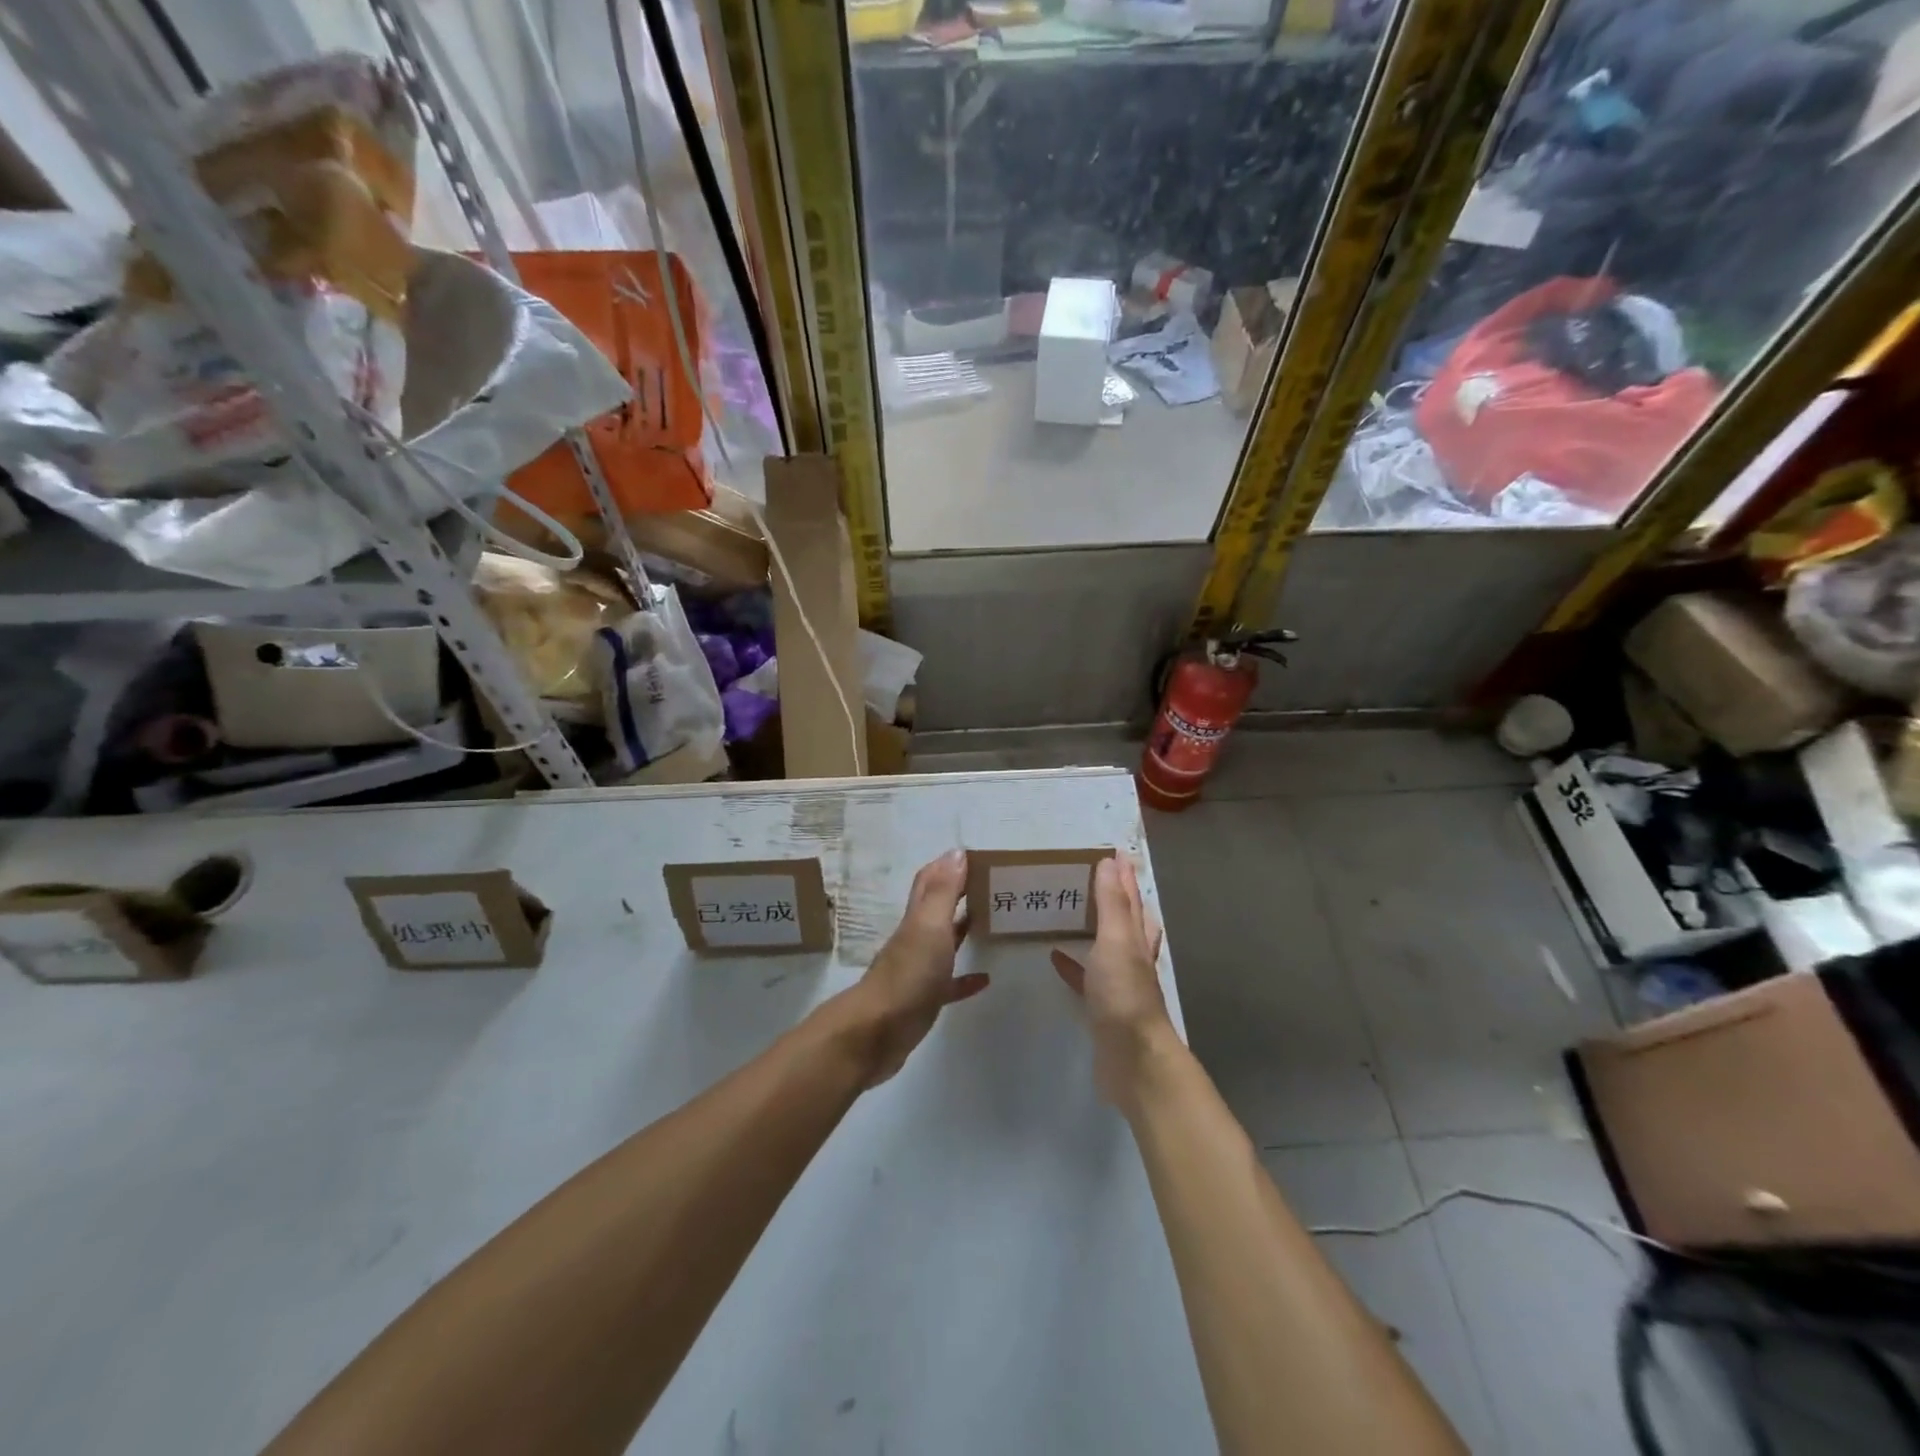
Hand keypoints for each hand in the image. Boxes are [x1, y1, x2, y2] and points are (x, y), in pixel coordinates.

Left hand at [837, 850, 987, 1086]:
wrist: (876, 1033)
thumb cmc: (908, 975)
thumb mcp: (929, 927)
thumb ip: (943, 891)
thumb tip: (956, 852)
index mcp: (917, 919)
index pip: (930, 881)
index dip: (949, 866)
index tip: (978, 858)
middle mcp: (916, 939)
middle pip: (938, 909)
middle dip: (961, 894)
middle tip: (993, 886)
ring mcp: (918, 971)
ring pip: (944, 944)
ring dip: (964, 931)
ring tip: (993, 923)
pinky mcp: (924, 1001)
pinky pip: (949, 985)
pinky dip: (966, 979)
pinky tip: (985, 979)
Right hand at [1051, 856, 1172, 1111]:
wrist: (1133, 1060)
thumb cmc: (1124, 995)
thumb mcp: (1116, 941)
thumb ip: (1112, 903)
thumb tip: (1110, 861)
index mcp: (1136, 938)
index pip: (1131, 898)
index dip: (1123, 875)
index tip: (1111, 851)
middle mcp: (1132, 956)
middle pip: (1125, 919)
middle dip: (1114, 897)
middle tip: (1093, 876)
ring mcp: (1118, 983)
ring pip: (1107, 946)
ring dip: (1094, 928)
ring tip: (1074, 910)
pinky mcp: (1102, 1007)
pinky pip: (1085, 978)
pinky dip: (1073, 965)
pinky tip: (1056, 957)